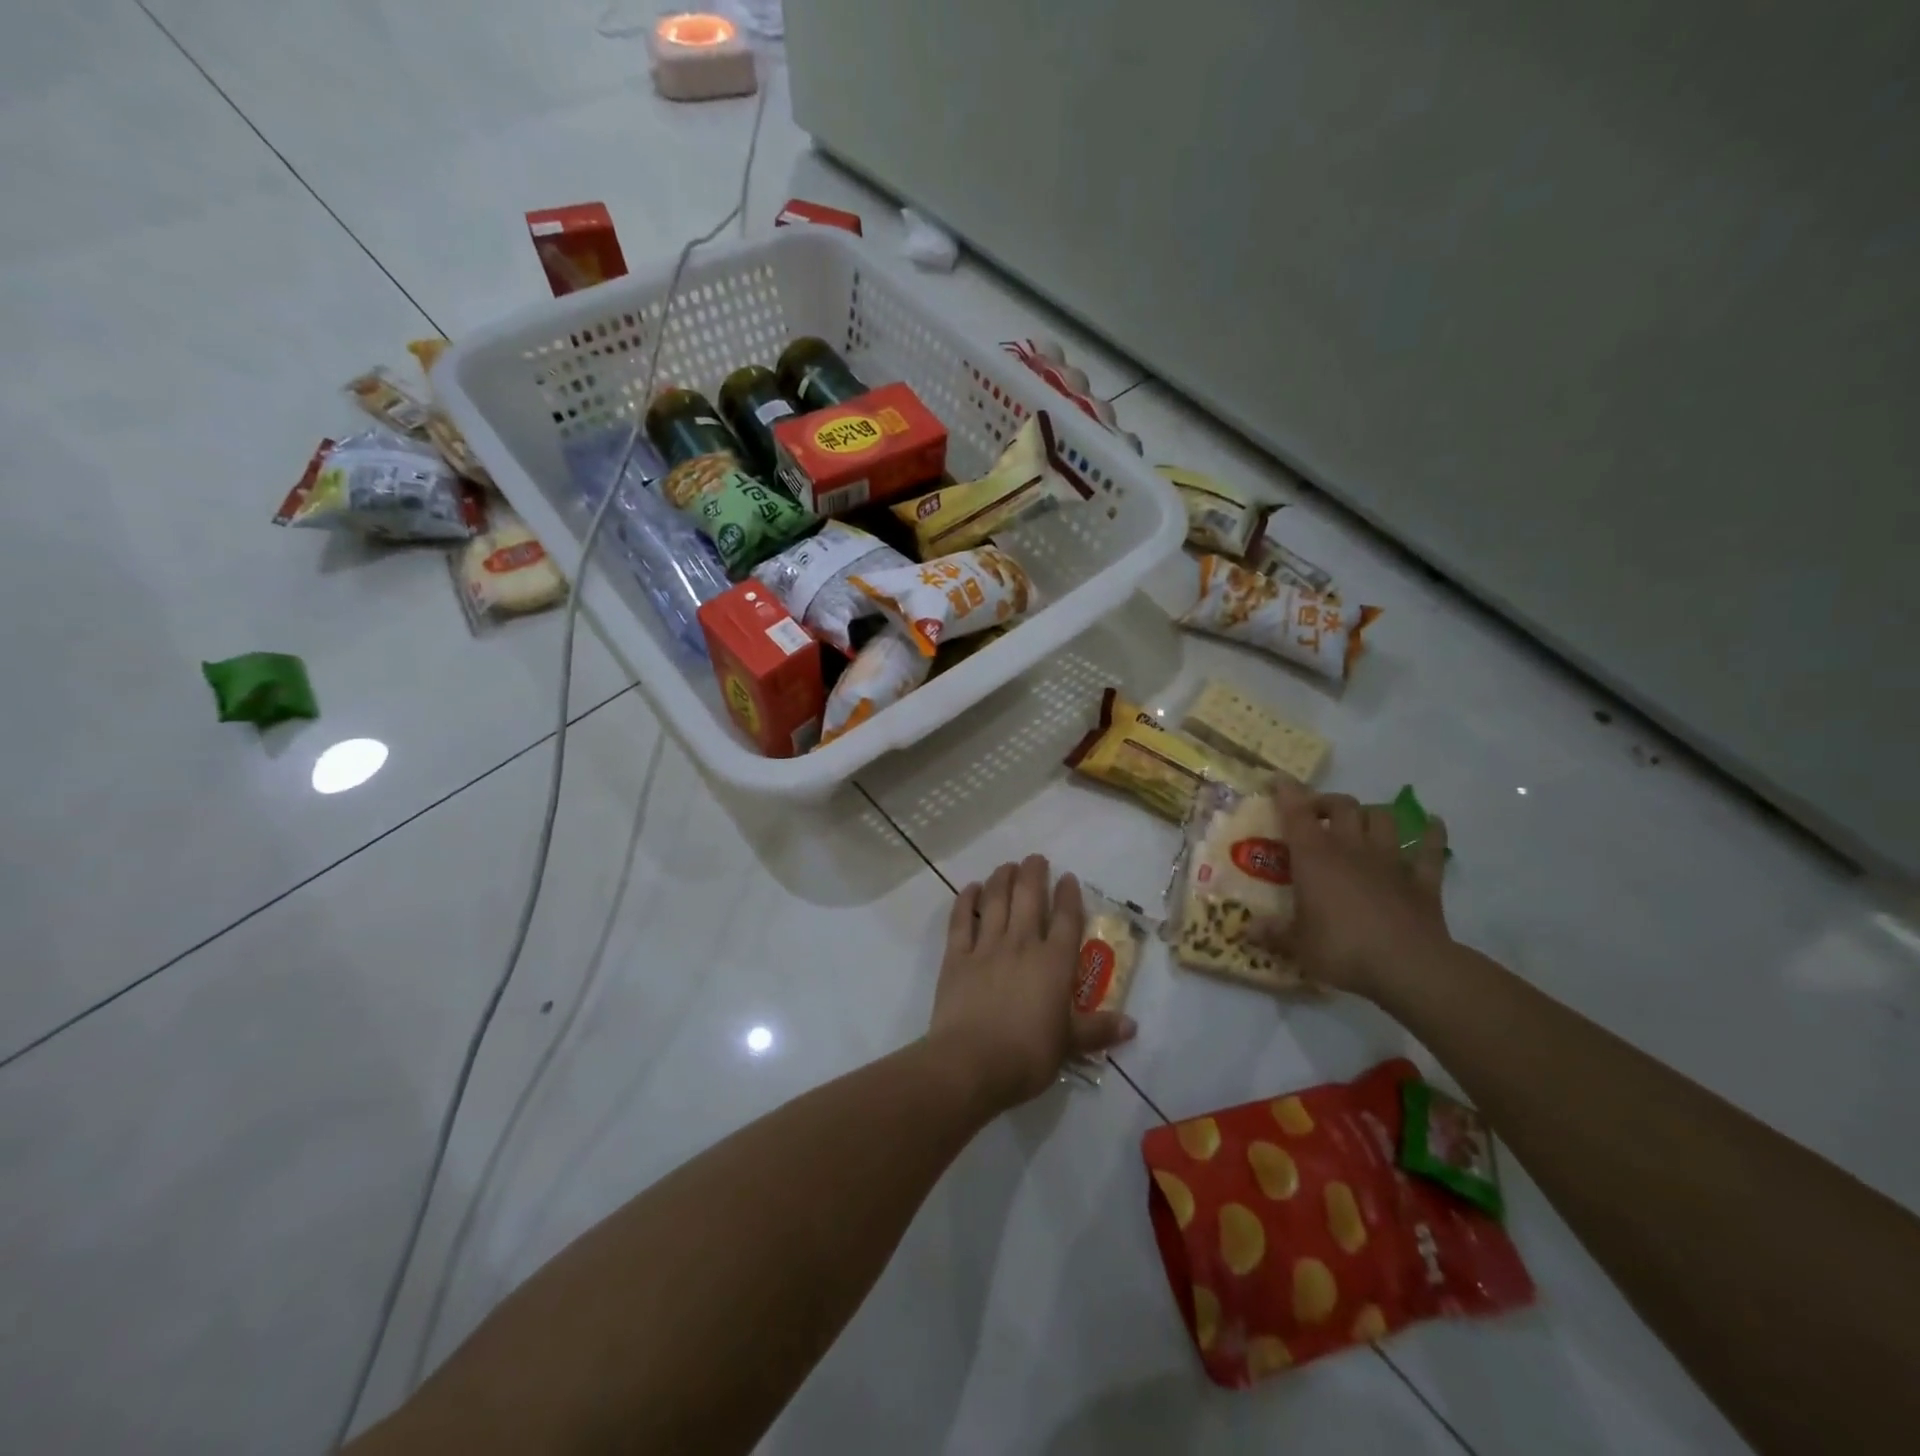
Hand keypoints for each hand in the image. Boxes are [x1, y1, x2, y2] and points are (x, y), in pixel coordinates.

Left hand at [928, 856, 1137, 1113]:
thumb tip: (1132, 1025)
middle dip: (1034, 874)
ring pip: (996, 901)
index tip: (1068, 878)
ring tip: (1007, 866)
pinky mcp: (956, 957)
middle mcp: (1022, 945)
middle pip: (1030, 898)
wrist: (972, 1062)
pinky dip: (966, 901)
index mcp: (1054, 964)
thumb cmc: (1027, 1055)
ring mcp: (987, 947)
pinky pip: (961, 921)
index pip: (1067, 920)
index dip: (1069, 896)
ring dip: (1002, 879)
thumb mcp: (1069, 1045)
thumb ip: (1098, 1030)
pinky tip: (970, 888)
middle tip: (1035, 858)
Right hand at [1249, 782, 1451, 1000]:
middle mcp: (1351, 849)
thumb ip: (1273, 933)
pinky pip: (1430, 849)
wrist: (1408, 967)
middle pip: (1342, 806)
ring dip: (1370, 814)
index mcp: (1315, 858)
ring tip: (1360, 823)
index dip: (1287, 793)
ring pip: (1383, 818)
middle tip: (1316, 815)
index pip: (1296, 814)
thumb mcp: (1297, 945)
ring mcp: (1390, 862)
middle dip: (1327, 803)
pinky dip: (1431, 834)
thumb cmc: (1342, 949)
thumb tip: (1247, 930)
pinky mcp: (1423, 881)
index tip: (1279, 780)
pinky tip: (1432, 824)